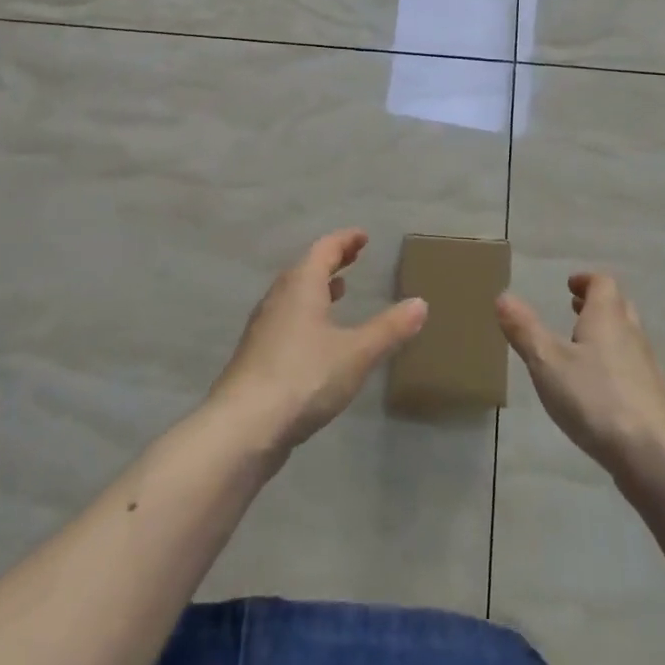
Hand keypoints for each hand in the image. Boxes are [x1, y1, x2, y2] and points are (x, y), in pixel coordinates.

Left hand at [210, 229, 427, 452]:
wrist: (243, 427)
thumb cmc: (304, 377)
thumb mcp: (356, 353)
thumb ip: (389, 328)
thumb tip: (421, 303)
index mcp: (301, 285)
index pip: (324, 249)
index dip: (345, 240)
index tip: (363, 237)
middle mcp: (279, 297)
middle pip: (306, 268)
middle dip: (332, 261)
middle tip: (354, 257)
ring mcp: (264, 327)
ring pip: (293, 294)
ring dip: (317, 287)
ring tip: (339, 290)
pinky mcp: (257, 355)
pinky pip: (286, 318)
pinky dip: (306, 313)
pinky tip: (317, 337)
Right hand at [497, 272, 664, 484]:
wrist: (654, 455)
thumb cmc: (595, 399)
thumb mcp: (547, 363)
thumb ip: (525, 330)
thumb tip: (503, 296)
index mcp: (607, 318)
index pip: (603, 283)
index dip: (586, 280)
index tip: (569, 285)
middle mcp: (631, 334)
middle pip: (618, 306)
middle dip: (596, 304)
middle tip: (574, 309)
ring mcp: (646, 367)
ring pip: (626, 337)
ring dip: (605, 333)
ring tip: (580, 346)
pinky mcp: (652, 398)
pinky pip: (631, 366)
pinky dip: (613, 363)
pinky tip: (597, 387)